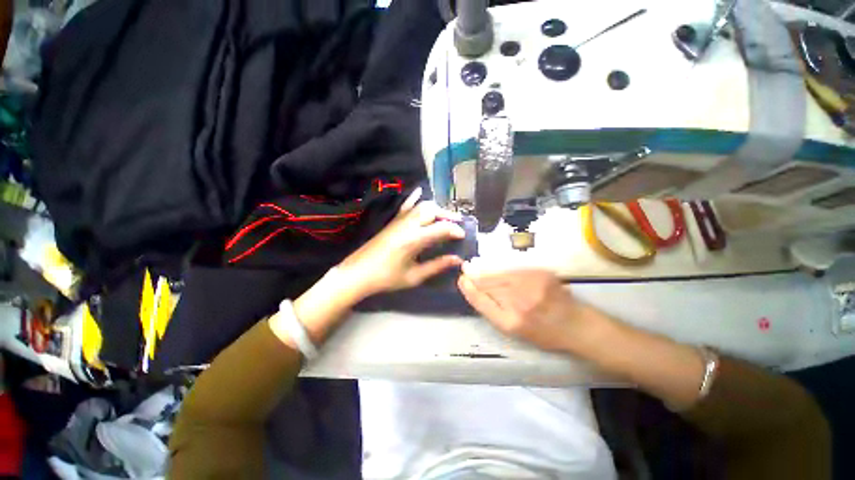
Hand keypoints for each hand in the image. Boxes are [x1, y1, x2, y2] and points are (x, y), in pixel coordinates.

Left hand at [338, 188, 464, 297]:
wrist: (357, 273)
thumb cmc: (386, 278)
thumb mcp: (414, 276)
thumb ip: (437, 266)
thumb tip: (457, 259)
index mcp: (414, 239)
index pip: (441, 227)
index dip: (455, 230)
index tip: (464, 235)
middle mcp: (408, 225)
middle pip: (432, 210)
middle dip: (448, 215)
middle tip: (458, 224)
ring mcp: (399, 221)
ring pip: (421, 206)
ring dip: (436, 208)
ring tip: (445, 217)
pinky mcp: (393, 221)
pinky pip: (406, 205)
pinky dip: (415, 198)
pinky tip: (420, 191)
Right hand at [458, 267, 601, 351]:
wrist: (576, 325)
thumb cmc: (543, 333)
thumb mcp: (515, 331)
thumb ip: (494, 311)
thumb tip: (476, 291)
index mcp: (510, 322)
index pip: (482, 301)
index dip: (469, 289)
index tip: (461, 280)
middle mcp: (519, 303)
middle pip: (488, 285)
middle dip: (475, 276)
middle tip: (465, 268)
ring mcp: (531, 286)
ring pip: (500, 274)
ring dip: (486, 270)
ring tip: (476, 265)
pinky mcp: (540, 274)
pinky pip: (514, 270)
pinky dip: (503, 269)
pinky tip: (497, 268)